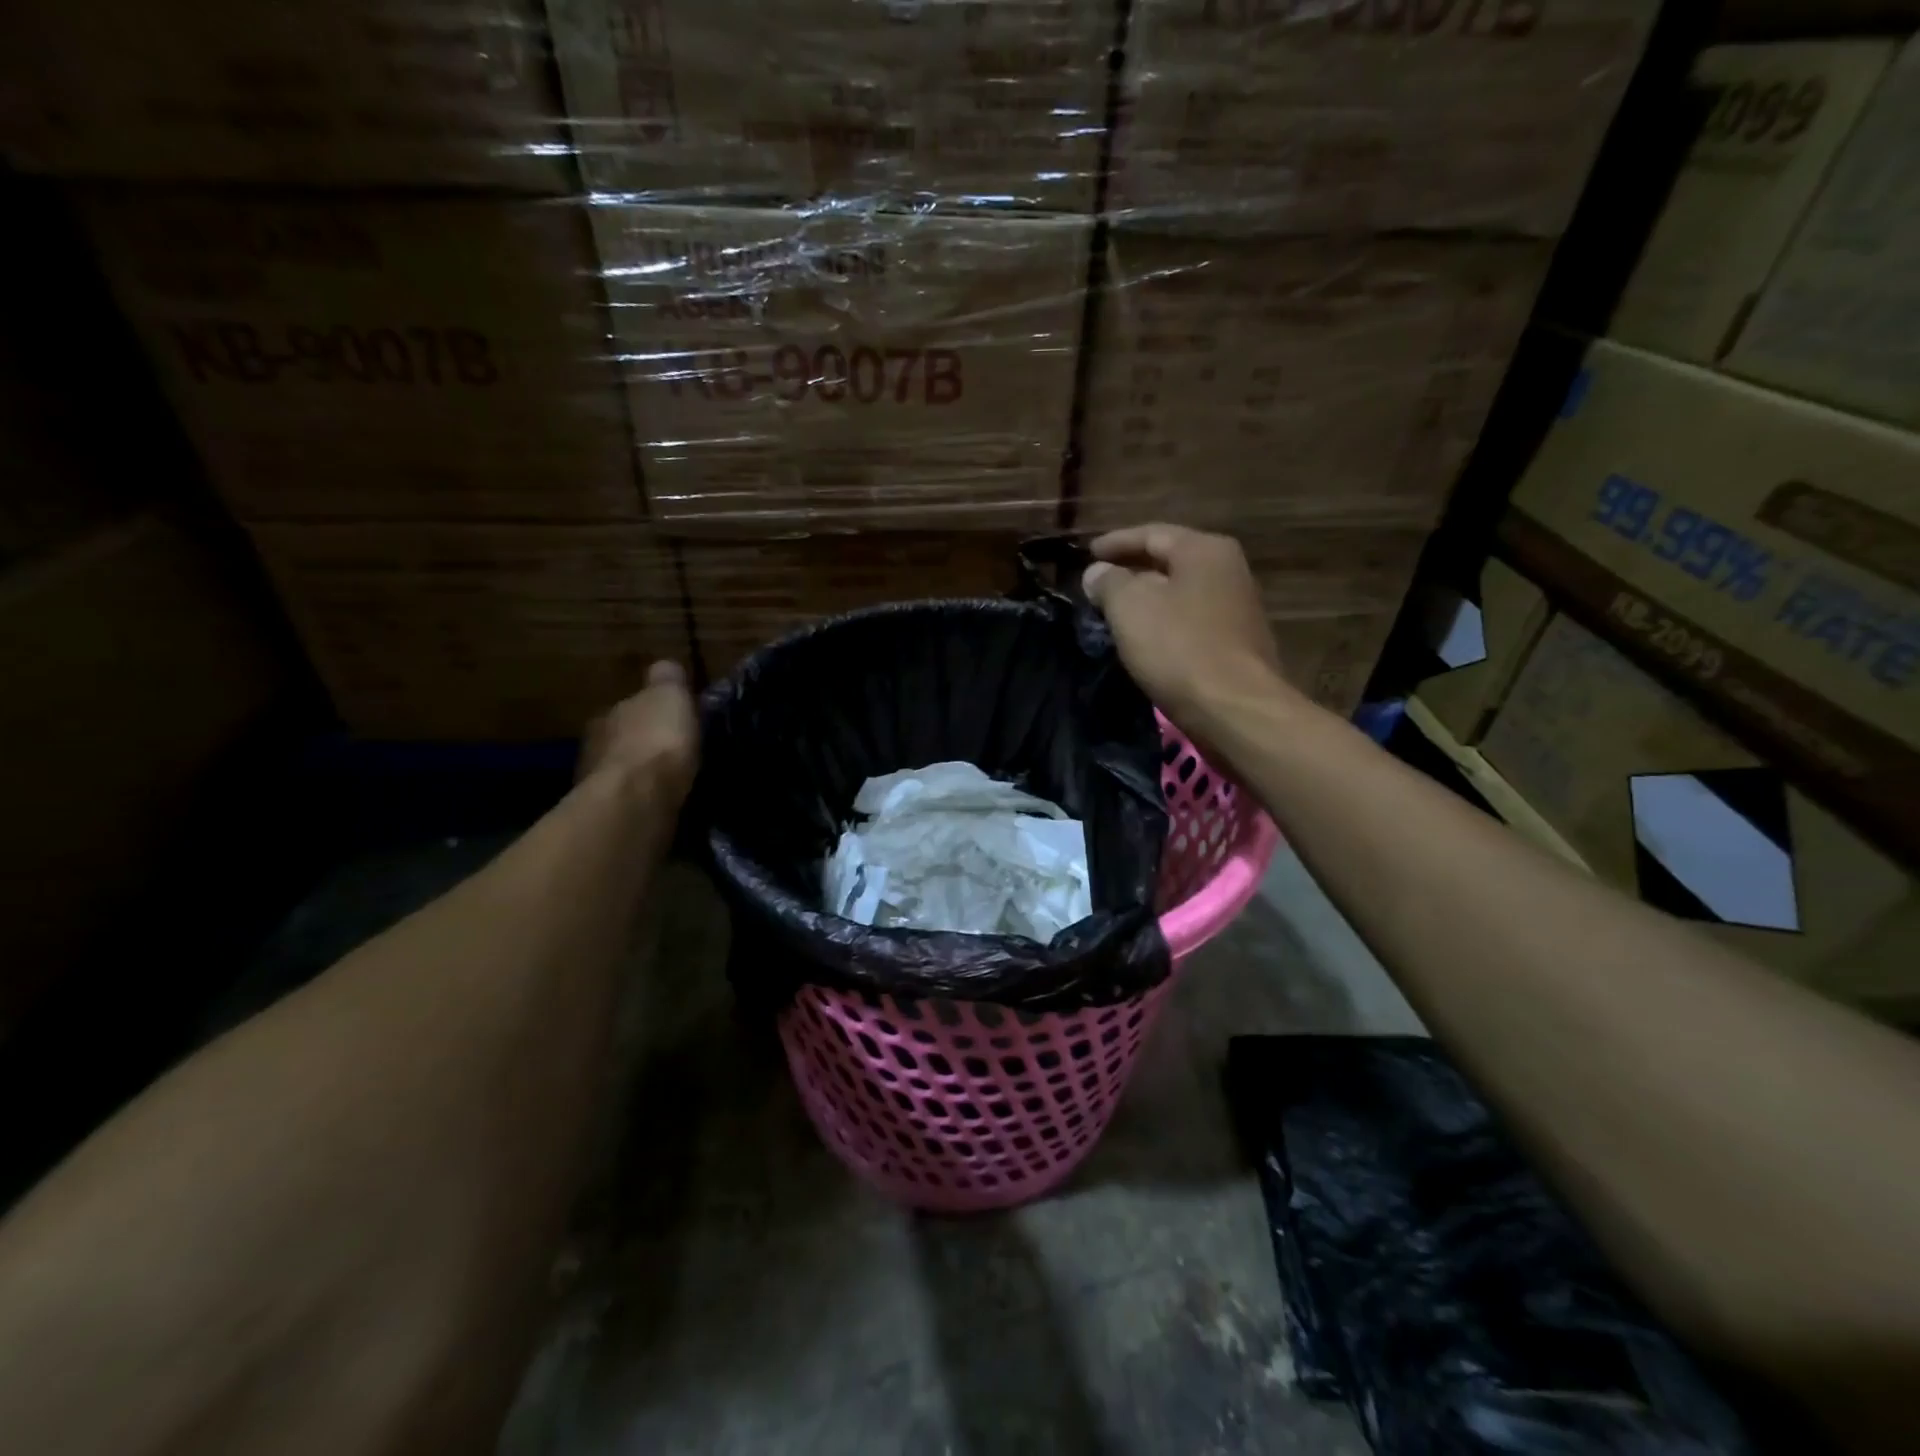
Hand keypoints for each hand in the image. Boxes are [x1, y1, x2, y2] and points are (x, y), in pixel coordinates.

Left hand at [579, 661, 699, 804]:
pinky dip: (644, 799)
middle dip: (643, 744)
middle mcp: (595, 746)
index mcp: (608, 714)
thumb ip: (667, 680)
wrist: (637, 800)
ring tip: (669, 780)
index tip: (670, 719)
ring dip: (642, 775)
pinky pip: (631, 800)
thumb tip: (665, 667)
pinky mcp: (608, 816)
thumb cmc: (656, 741)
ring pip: (624, 772)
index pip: (628, 707)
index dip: (650, 712)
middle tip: (671, 751)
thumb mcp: (670, 696)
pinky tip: (662, 802)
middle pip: (622, 739)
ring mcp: (597, 784)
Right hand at [1082, 524, 1292, 727]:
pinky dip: (1164, 624)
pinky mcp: (1237, 644)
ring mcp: (1237, 609)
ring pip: (1181, 594)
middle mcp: (1228, 570)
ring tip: (1115, 612)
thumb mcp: (1130, 607)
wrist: (1235, 709)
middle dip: (1132, 571)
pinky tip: (1145, 640)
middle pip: (1170, 562)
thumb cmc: (1179, 648)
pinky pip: (1190, 623)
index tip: (1087, 554)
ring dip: (1148, 600)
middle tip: (1098, 583)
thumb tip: (1098, 573)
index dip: (1115, 542)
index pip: (1152, 534)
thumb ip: (1109, 582)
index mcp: (1204, 550)